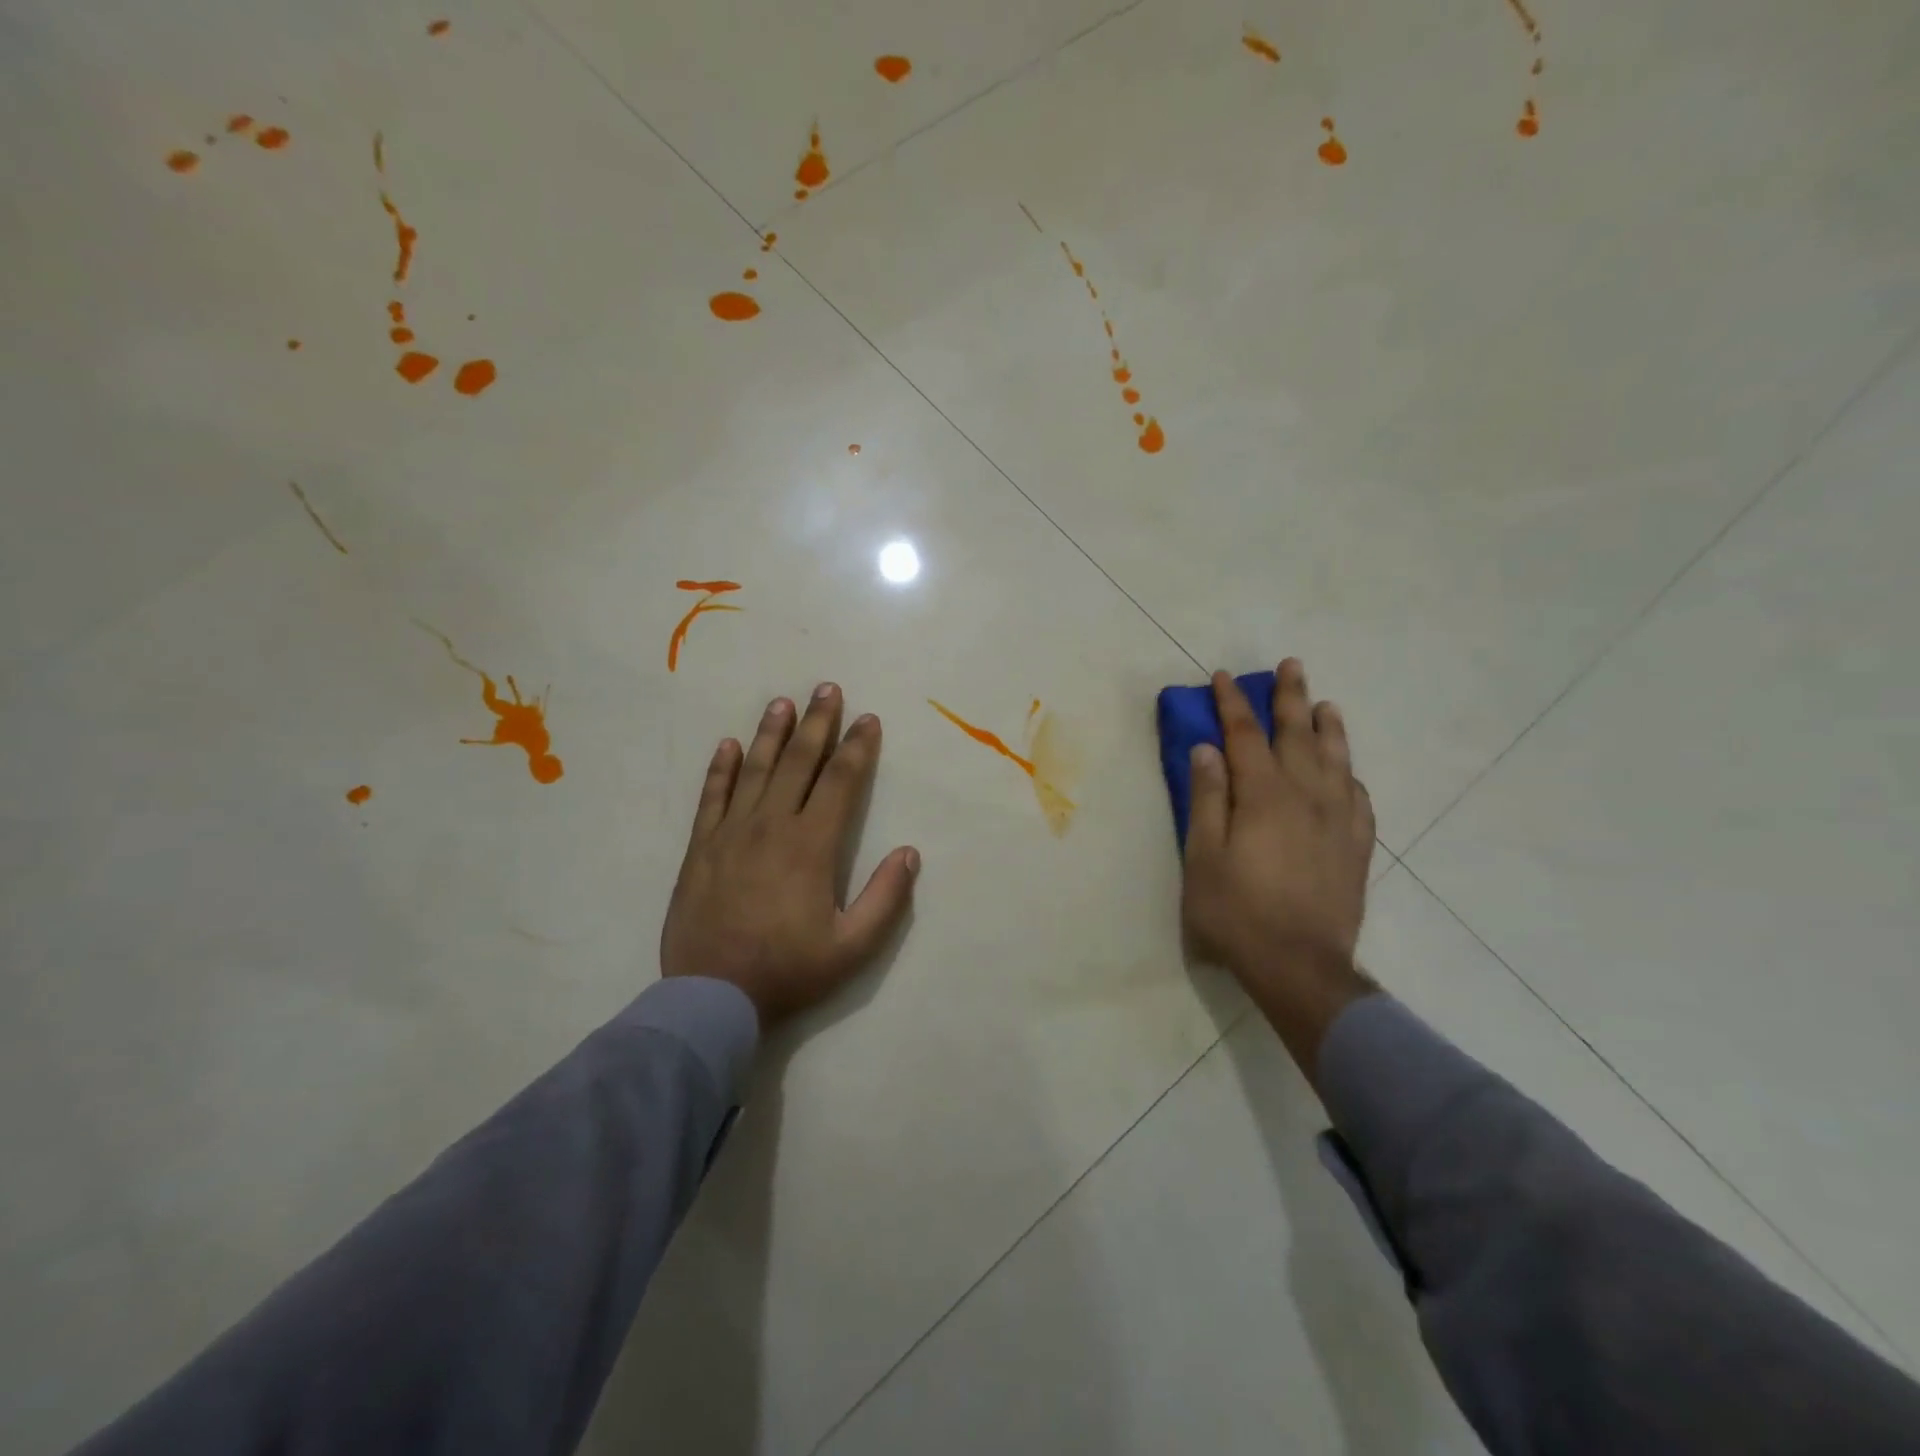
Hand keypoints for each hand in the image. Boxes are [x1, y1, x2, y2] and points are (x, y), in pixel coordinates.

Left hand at [661, 684, 919, 1025]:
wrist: (711, 997)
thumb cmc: (788, 971)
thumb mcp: (852, 947)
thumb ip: (885, 898)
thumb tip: (910, 852)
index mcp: (811, 846)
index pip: (840, 783)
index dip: (858, 748)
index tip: (869, 720)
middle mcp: (771, 826)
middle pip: (798, 762)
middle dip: (817, 723)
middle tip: (828, 689)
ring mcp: (731, 833)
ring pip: (755, 770)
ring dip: (771, 733)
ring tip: (783, 702)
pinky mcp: (700, 847)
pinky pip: (712, 797)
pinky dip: (721, 768)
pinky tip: (729, 745)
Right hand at [1182, 661, 1377, 1075]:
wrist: (1300, 966)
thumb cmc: (1237, 911)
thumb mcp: (1203, 856)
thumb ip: (1207, 798)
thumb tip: (1206, 749)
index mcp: (1263, 795)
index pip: (1244, 735)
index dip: (1232, 703)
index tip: (1224, 676)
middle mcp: (1306, 796)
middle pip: (1298, 735)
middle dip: (1290, 698)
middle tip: (1291, 666)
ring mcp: (1338, 821)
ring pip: (1336, 760)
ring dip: (1328, 728)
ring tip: (1325, 706)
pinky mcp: (1356, 847)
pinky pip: (1359, 798)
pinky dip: (1350, 776)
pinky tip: (1347, 772)